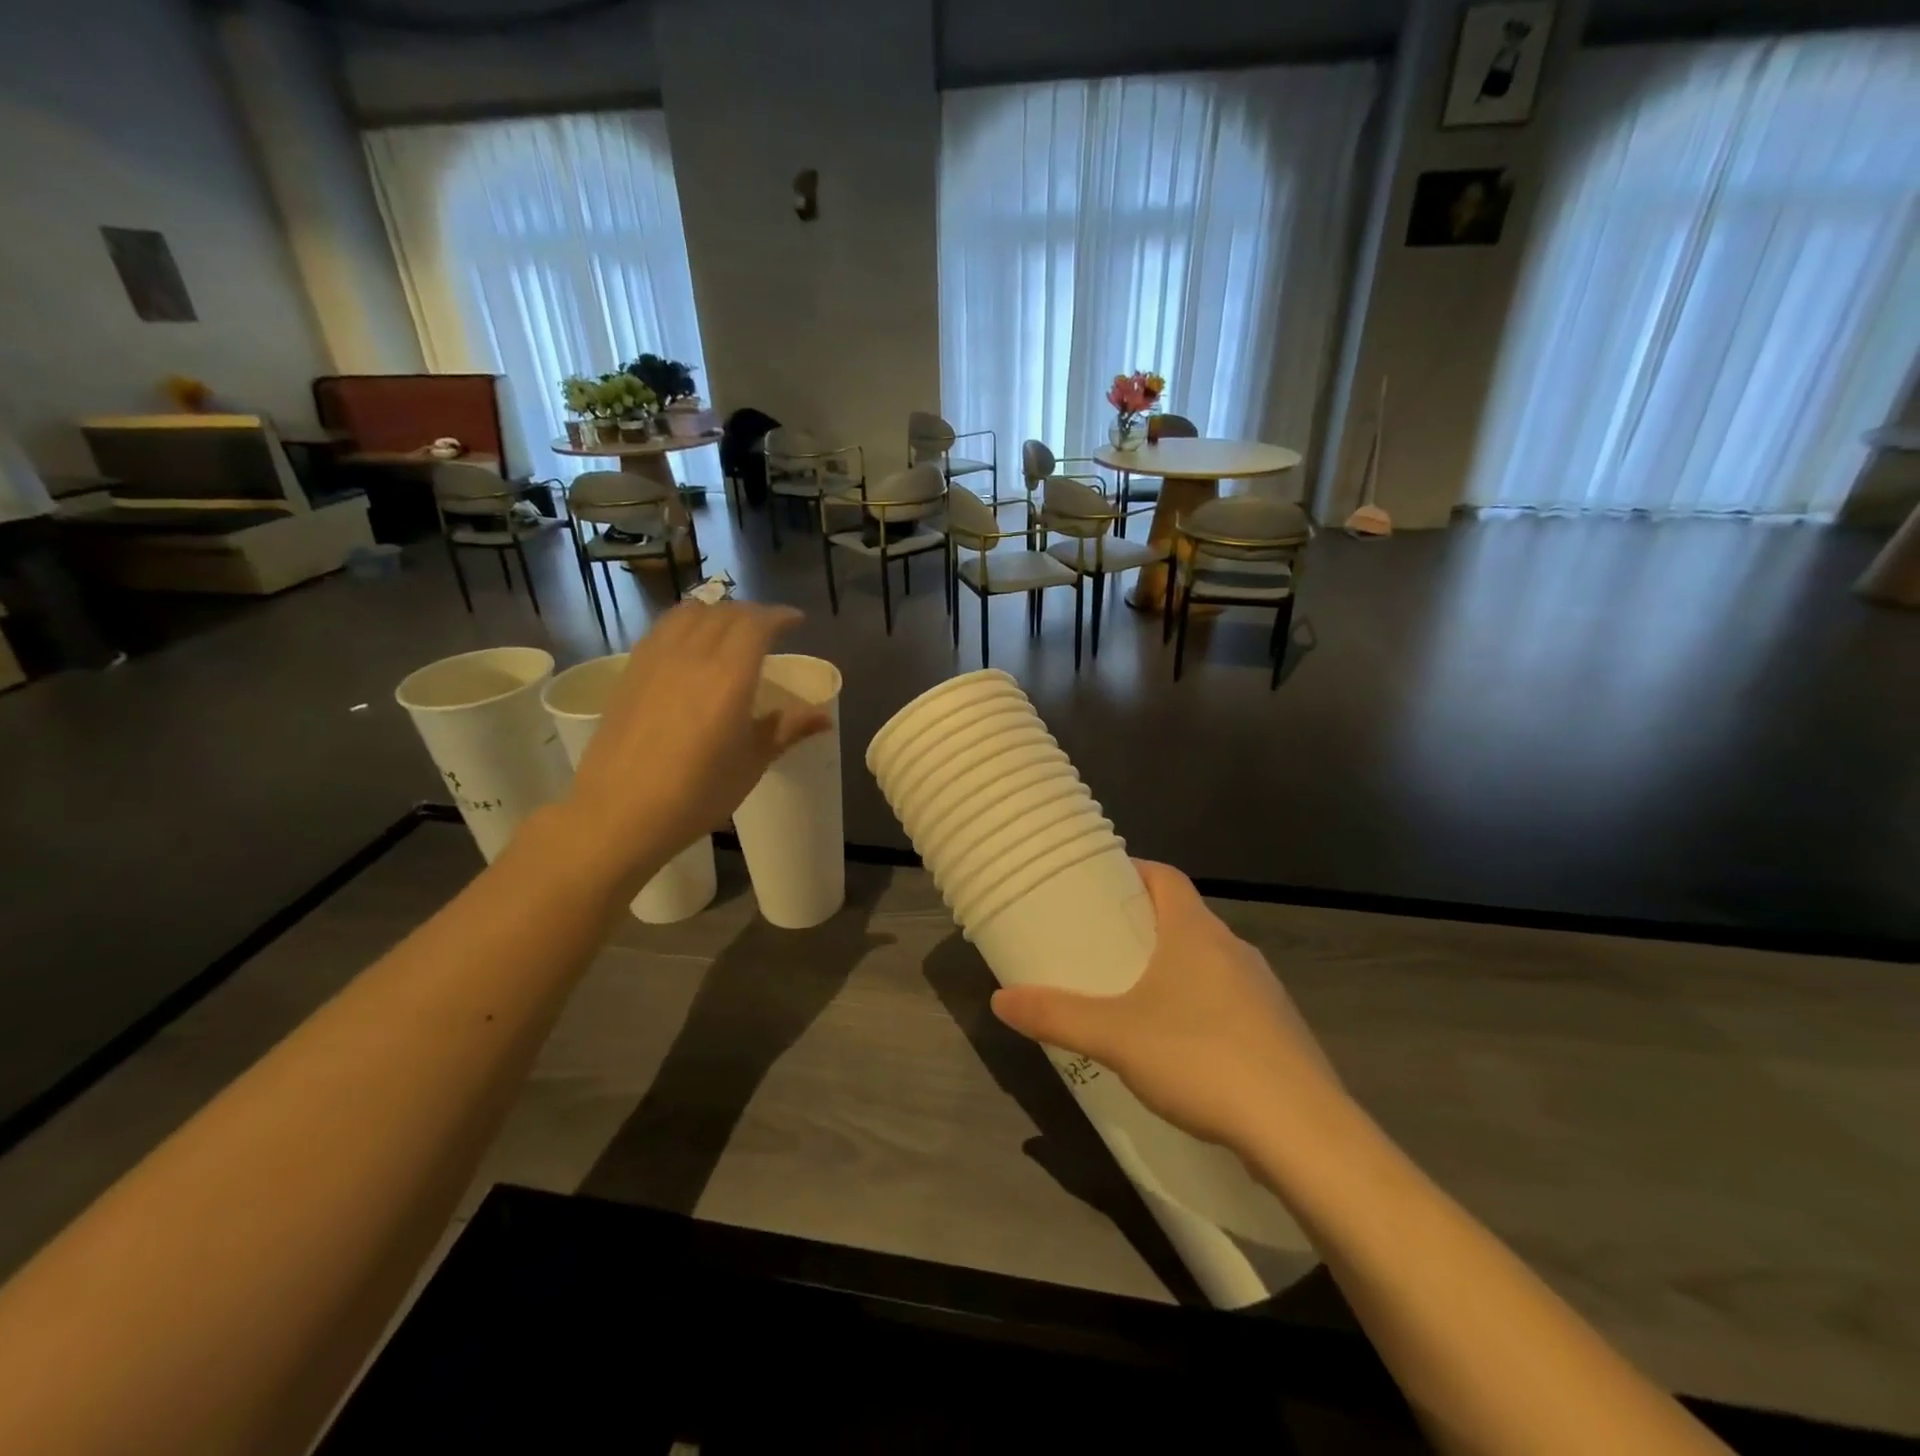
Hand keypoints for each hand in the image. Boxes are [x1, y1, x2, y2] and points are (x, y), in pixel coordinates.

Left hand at [563, 602, 829, 878]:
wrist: (619, 813)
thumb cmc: (697, 793)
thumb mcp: (752, 763)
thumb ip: (787, 729)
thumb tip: (824, 717)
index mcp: (729, 676)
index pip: (757, 624)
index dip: (780, 616)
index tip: (796, 621)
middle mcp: (692, 655)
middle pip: (725, 612)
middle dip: (752, 613)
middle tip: (769, 629)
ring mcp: (656, 660)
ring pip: (690, 613)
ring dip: (717, 612)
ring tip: (729, 628)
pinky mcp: (630, 671)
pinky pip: (663, 629)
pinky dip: (685, 623)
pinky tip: (690, 644)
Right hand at [990, 860, 1346, 1158]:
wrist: (1302, 1133)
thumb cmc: (1200, 1059)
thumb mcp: (1114, 1037)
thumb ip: (1056, 1016)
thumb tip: (1000, 1001)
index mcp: (1196, 932)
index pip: (1165, 876)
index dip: (1133, 871)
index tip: (1101, 884)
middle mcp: (1233, 949)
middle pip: (1185, 917)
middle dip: (1145, 924)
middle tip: (1104, 943)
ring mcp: (1264, 990)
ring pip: (1210, 960)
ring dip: (1175, 966)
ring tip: (1136, 993)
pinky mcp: (1280, 1031)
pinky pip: (1231, 1000)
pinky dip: (1201, 1004)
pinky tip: (1183, 1045)